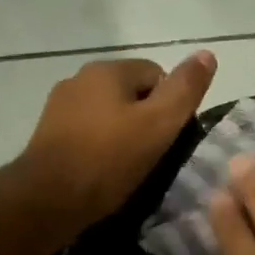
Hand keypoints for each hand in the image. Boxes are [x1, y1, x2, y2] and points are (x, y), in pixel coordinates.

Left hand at [20, 51, 217, 235]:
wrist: (47, 200)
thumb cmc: (109, 159)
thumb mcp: (160, 123)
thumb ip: (185, 89)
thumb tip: (207, 54)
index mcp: (107, 69)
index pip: (157, 74)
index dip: (170, 106)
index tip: (169, 138)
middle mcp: (79, 78)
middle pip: (131, 93)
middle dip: (146, 119)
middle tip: (153, 154)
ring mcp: (59, 106)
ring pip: (109, 113)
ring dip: (122, 133)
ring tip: (129, 166)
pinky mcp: (48, 134)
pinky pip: (88, 132)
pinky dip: (100, 146)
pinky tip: (104, 171)